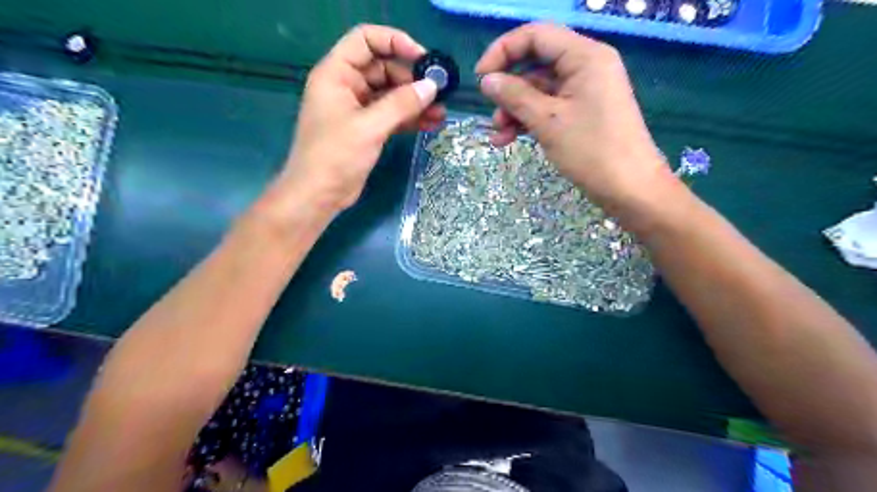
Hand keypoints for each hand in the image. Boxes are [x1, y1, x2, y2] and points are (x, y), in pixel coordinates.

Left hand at [280, 25, 446, 210]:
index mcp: (336, 74)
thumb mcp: (369, 127)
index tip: (423, 59)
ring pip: (391, 94)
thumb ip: (401, 104)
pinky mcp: (367, 129)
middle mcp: (347, 86)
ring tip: (441, 111)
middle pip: (383, 68)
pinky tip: (431, 123)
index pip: (366, 40)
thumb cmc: (335, 156)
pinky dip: (410, 118)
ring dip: (415, 101)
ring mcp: (358, 109)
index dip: (395, 42)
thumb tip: (432, 86)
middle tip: (438, 92)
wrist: (319, 195)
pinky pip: (392, 115)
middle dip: (412, 79)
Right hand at [476, 23, 671, 211]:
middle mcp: (586, 66)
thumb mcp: (547, 121)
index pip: (536, 36)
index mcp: (584, 56)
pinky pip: (549, 107)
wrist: (629, 189)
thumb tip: (487, 80)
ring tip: (499, 136)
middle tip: (491, 114)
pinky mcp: (583, 112)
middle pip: (536, 64)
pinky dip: (529, 120)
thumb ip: (515, 96)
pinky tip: (509, 140)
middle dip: (509, 89)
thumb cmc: (591, 151)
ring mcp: (585, 91)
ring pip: (539, 90)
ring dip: (515, 110)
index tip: (480, 77)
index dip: (503, 51)